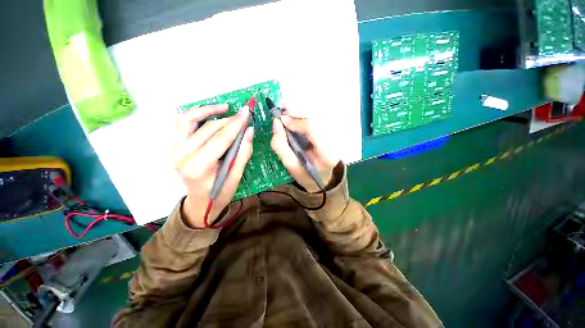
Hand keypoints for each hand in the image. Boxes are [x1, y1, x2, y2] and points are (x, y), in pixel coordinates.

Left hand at [173, 105, 253, 228]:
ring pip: (189, 120)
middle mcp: (183, 155)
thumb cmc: (219, 194)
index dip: (236, 124)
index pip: (220, 139)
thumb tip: (250, 131)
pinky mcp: (174, 146)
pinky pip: (181, 123)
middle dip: (229, 120)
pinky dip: (194, 114)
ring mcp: (175, 150)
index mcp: (199, 167)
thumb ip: (243, 153)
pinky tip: (207, 112)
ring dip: (208, 110)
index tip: (246, 113)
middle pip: (208, 129)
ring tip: (224, 108)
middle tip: (243, 116)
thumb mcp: (235, 177)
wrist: (199, 203)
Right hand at [271, 113, 339, 192]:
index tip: (280, 120)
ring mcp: (337, 136)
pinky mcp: (334, 132)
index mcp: (326, 154)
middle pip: (316, 120)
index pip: (312, 128)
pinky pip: (319, 121)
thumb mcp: (290, 165)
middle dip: (297, 116)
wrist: (321, 178)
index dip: (295, 122)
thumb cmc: (305, 174)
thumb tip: (276, 122)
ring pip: (317, 118)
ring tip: (289, 120)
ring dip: (301, 116)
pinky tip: (298, 123)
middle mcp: (336, 142)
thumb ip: (280, 145)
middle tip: (283, 117)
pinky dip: (305, 120)